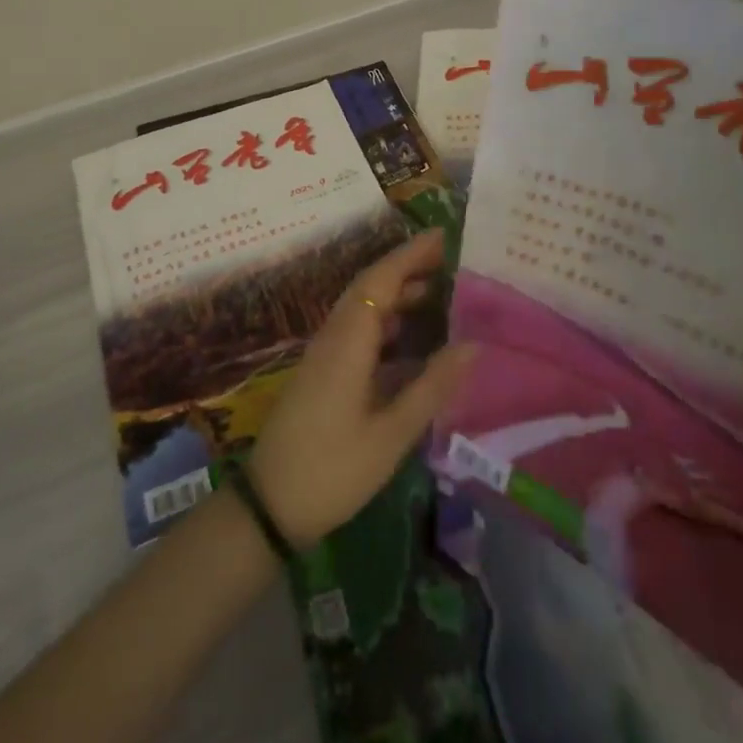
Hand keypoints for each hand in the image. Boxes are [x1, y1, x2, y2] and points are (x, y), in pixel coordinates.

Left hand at [248, 231, 476, 546]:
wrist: (270, 506)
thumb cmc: (333, 470)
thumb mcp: (391, 434)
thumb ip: (432, 387)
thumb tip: (473, 345)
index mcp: (348, 341)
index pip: (380, 280)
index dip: (410, 254)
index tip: (442, 236)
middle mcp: (333, 336)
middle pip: (369, 286)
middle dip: (407, 266)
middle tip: (449, 259)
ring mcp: (324, 353)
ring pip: (362, 306)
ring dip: (396, 292)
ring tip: (439, 290)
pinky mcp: (323, 371)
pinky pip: (357, 328)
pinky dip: (385, 319)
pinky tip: (410, 335)